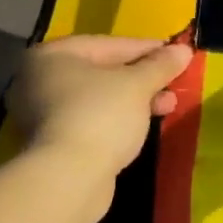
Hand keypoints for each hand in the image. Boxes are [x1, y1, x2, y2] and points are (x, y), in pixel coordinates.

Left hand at [7, 36, 193, 177]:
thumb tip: (183, 50)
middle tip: (174, 84)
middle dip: (143, 78)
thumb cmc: (100, 116)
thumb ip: (160, 65)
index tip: (176, 55)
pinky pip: (92, 121)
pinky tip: (144, 125)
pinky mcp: (53, 143)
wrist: (69, 178)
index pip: (109, 44)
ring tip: (168, 107)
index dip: (147, 49)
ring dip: (135, 101)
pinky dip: (118, 120)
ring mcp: (42, 114)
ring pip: (99, 99)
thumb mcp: (137, 85)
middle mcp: (39, 80)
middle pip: (103, 72)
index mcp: (52, 55)